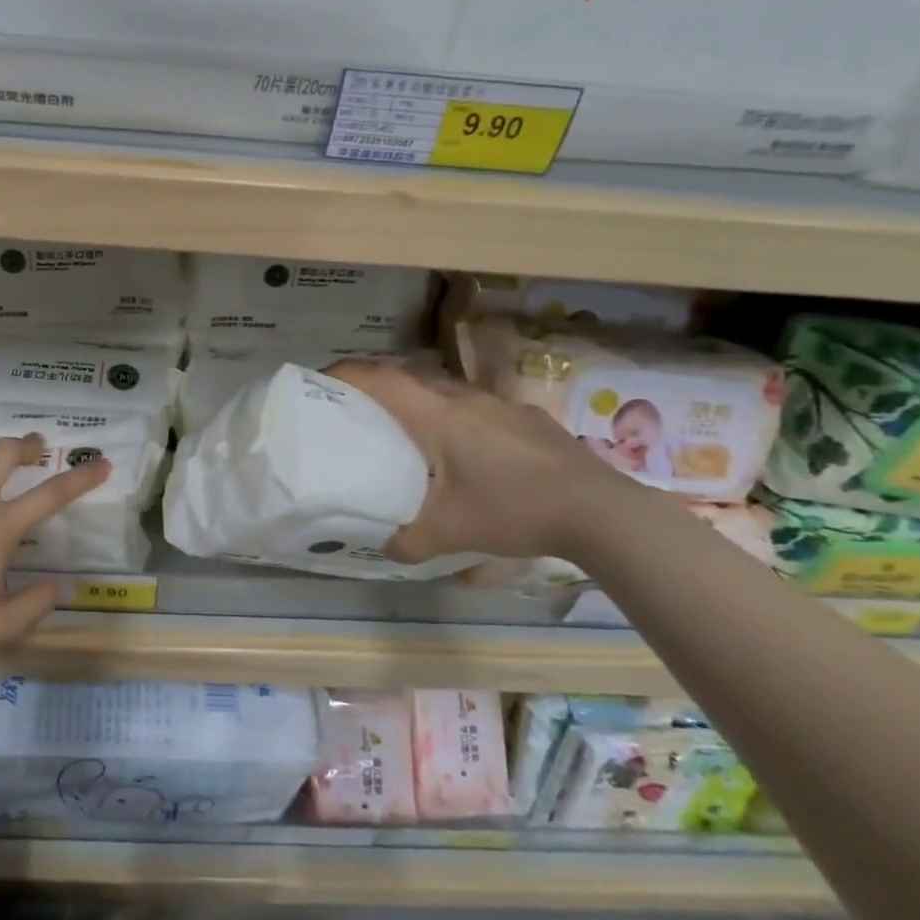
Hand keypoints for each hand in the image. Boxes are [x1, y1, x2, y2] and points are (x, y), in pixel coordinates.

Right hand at [326, 358, 634, 560]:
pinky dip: (454, 416)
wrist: (598, 510)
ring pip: (445, 390)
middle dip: (377, 384)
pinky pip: (475, 406)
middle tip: (356, 405)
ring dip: (418, 399)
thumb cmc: (512, 509)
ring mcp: (500, 405)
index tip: (321, 377)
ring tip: (407, 428)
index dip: (347, 372)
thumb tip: (387, 547)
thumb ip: (409, 541)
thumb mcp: (451, 532)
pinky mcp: (527, 418)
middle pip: (410, 377)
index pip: (382, 379)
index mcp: (438, 416)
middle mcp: (464, 399)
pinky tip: (466, 450)